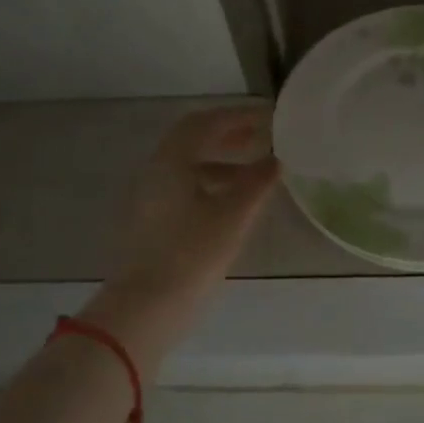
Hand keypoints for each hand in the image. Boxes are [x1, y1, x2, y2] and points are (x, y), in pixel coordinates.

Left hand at [84, 105, 279, 366]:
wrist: (146, 307)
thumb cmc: (192, 254)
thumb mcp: (234, 216)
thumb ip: (258, 183)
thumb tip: (276, 160)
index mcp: (172, 161)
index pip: (206, 122)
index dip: (239, 116)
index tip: (269, 118)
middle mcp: (156, 171)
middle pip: (193, 140)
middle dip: (229, 134)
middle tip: (263, 137)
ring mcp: (150, 196)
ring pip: (189, 165)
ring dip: (223, 161)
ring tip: (257, 171)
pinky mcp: (153, 220)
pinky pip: (185, 187)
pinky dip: (212, 183)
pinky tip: (234, 202)